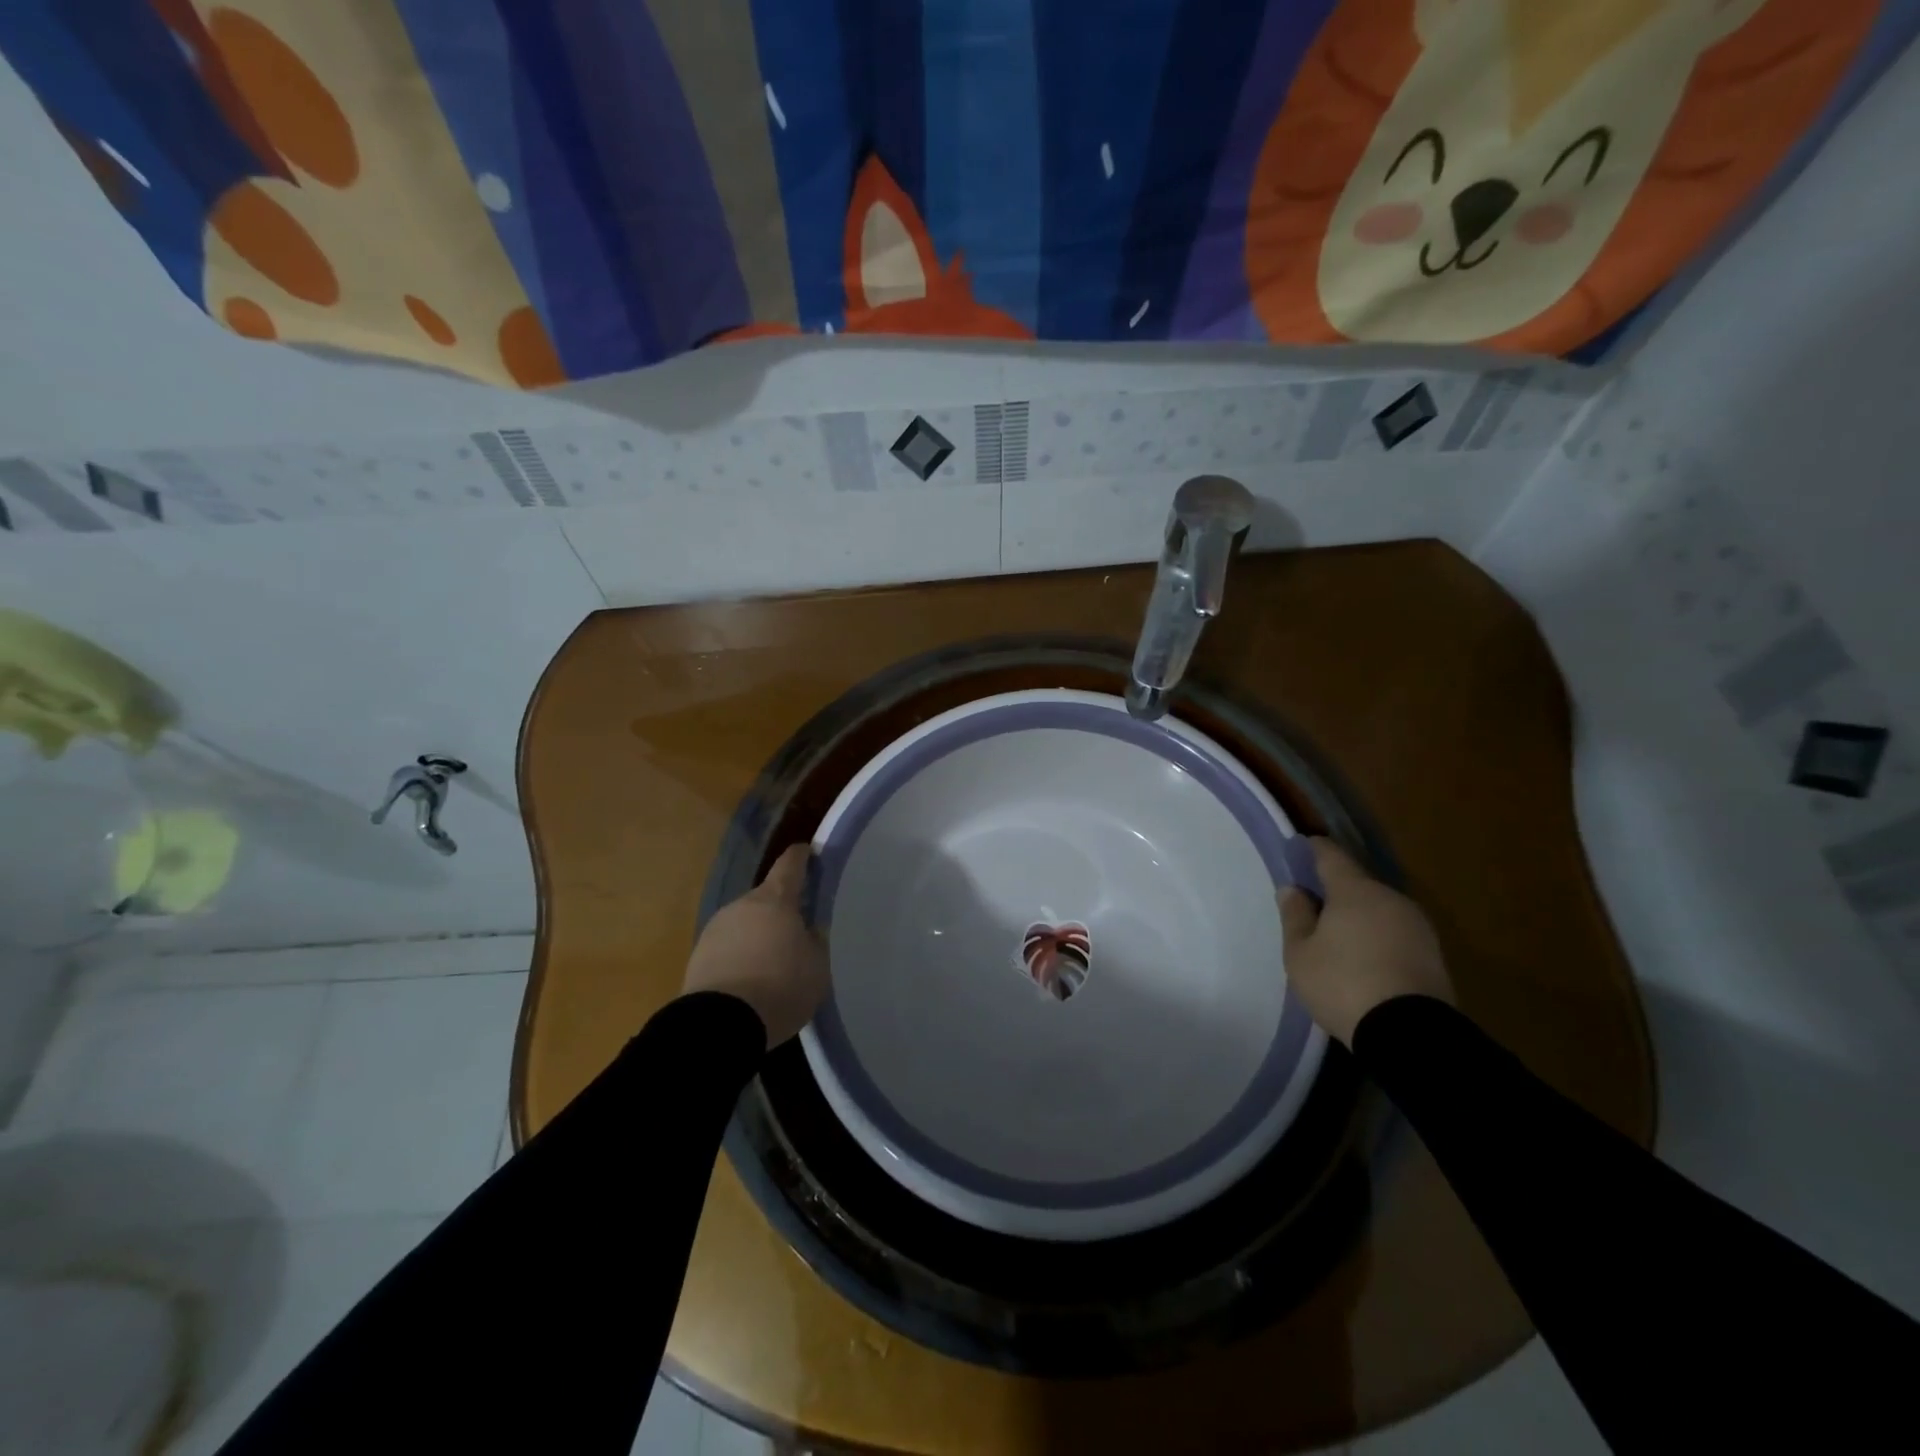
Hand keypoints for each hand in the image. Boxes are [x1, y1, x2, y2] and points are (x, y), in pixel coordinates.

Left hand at [682, 845, 829, 1047]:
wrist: (719, 1025)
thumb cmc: (780, 987)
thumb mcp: (817, 967)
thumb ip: (815, 941)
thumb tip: (807, 931)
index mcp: (775, 900)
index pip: (790, 865)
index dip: (801, 857)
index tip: (808, 851)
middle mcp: (742, 905)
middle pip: (766, 898)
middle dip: (781, 909)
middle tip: (797, 929)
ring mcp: (715, 929)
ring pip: (745, 923)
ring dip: (758, 934)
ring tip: (773, 962)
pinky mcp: (698, 957)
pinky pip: (728, 948)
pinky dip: (741, 956)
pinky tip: (751, 980)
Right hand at [1277, 838, 1450, 1046]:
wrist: (1410, 1034)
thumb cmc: (1343, 983)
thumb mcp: (1300, 953)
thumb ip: (1295, 916)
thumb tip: (1293, 889)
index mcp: (1355, 890)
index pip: (1330, 855)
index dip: (1312, 849)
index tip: (1297, 849)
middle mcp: (1390, 898)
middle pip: (1357, 883)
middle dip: (1334, 890)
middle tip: (1311, 906)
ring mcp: (1417, 925)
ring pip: (1378, 908)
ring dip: (1358, 916)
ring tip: (1337, 938)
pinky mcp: (1433, 953)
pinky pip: (1395, 932)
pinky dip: (1377, 937)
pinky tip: (1363, 958)